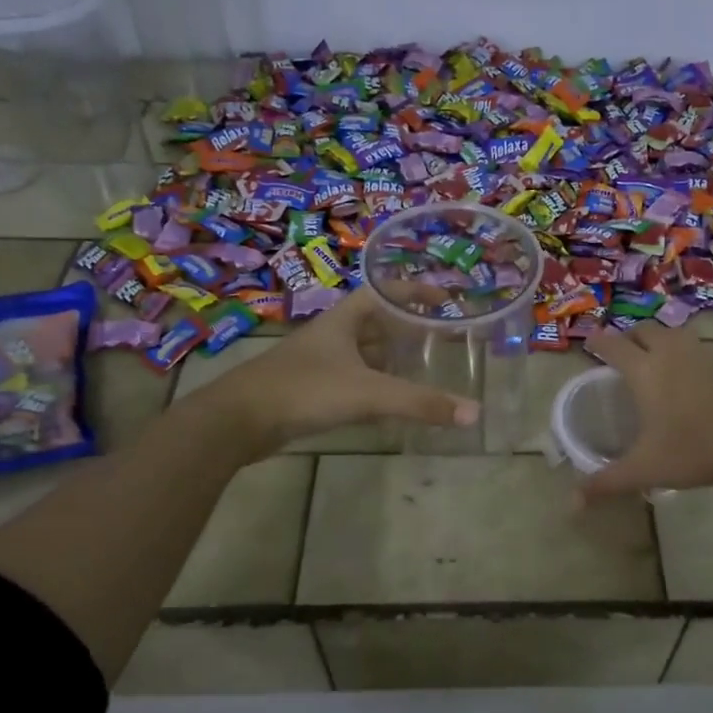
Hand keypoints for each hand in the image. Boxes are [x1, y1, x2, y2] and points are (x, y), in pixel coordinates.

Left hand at [199, 290, 479, 455]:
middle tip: (438, 339)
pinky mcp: (308, 390)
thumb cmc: (305, 390)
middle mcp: (330, 336)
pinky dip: (372, 385)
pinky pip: (349, 380)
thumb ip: (420, 403)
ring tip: (420, 369)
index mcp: (343, 321)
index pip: (383, 293)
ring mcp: (316, 363)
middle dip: (405, 328)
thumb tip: (474, 413)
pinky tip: (385, 402)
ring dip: (388, 359)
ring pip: (361, 354)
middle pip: (374, 323)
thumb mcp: (369, 393)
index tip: (442, 298)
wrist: (239, 420)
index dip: (413, 291)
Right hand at [579, 323, 712, 503]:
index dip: (597, 342)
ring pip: (671, 334)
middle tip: (620, 354)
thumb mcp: (645, 469)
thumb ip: (606, 483)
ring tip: (651, 360)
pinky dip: (680, 352)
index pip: (613, 345)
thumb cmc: (694, 449)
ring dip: (656, 340)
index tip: (588, 342)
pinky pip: (693, 347)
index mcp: (644, 371)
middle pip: (644, 331)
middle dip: (628, 337)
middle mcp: (670, 354)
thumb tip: (572, 504)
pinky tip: (683, 376)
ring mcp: (700, 355)